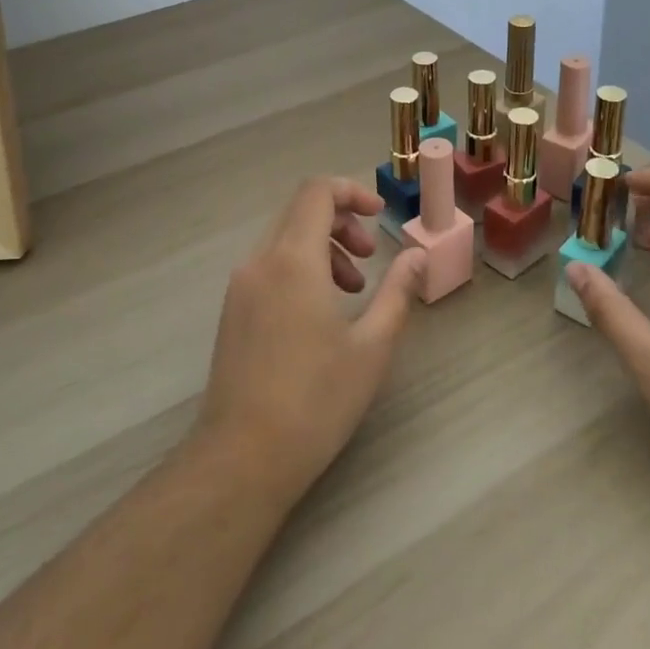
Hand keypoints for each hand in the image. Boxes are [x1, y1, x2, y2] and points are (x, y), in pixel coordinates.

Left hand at [197, 178, 425, 503]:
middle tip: (369, 258)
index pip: (316, 191)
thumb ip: (397, 291)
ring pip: (283, 239)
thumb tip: (417, 255)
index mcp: (293, 259)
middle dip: (341, 222)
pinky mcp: (231, 311)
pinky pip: (268, 265)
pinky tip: (319, 313)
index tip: (379, 216)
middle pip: (299, 211)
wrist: (242, 457)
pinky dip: (299, 268)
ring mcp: (240, 286)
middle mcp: (260, 261)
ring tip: (351, 291)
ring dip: (321, 247)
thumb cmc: (316, 400)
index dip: (351, 191)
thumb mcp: (372, 346)